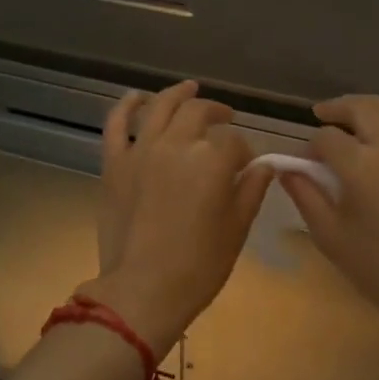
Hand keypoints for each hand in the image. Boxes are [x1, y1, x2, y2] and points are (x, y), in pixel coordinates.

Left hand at [85, 81, 273, 353]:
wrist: (142, 290)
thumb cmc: (198, 266)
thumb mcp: (237, 229)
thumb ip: (252, 189)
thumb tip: (263, 165)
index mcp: (212, 161)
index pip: (234, 143)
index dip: (243, 153)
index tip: (245, 167)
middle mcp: (177, 144)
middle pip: (199, 113)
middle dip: (217, 113)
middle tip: (225, 119)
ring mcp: (142, 150)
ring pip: (161, 106)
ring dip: (178, 93)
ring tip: (190, 88)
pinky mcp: (115, 162)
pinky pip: (116, 124)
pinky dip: (127, 105)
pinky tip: (137, 96)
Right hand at [280, 92, 378, 354]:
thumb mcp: (332, 237)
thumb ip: (306, 196)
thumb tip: (287, 168)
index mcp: (361, 166)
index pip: (327, 139)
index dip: (311, 146)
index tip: (305, 161)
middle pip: (360, 109)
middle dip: (337, 109)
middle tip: (322, 116)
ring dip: (368, 104)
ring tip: (352, 110)